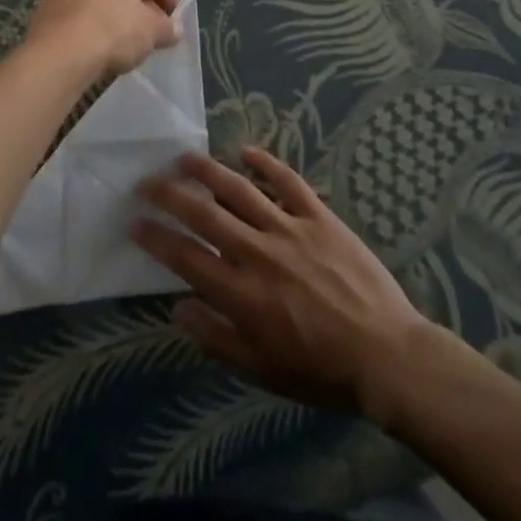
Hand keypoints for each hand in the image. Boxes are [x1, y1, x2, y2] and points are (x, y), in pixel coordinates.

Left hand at [27, 0, 180, 79]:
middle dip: (143, 3)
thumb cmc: (113, 30)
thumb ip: (167, 27)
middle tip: (157, 26)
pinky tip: (105, 44)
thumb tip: (172, 30)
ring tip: (132, 39)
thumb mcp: (152, 31)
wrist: (59, 55)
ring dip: (120, 13)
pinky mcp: (49, 7)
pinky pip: (83, 11)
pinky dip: (97, 23)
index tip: (175, 15)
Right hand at [135, 147, 466, 418]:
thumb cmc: (320, 370)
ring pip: (240, 190)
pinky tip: (246, 151)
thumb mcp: (262, 369)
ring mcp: (290, 229)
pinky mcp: (320, 217)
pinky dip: (266, 163)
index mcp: (242, 293)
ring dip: (208, 171)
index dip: (156, 237)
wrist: (386, 356)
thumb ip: (216, 337)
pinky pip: (288, 182)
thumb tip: (178, 307)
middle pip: (205, 214)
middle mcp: (259, 252)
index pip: (186, 257)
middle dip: (170, 195)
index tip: (134, 221)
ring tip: (184, 157)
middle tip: (147, 180)